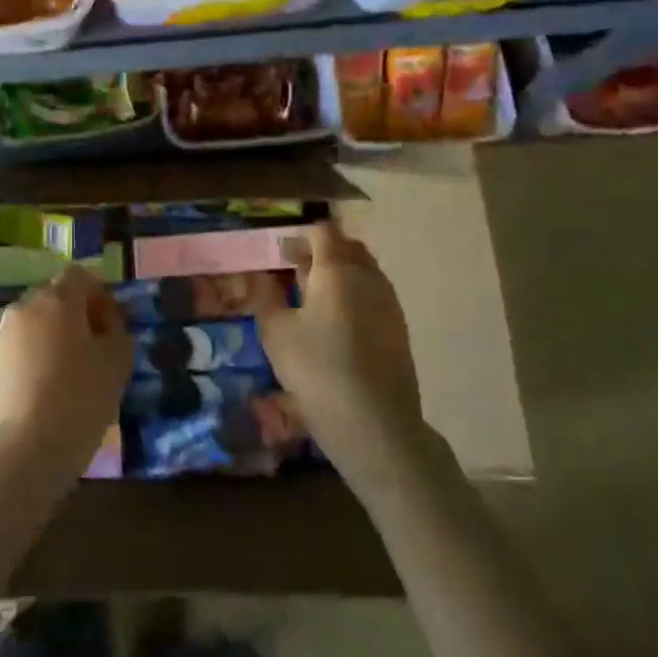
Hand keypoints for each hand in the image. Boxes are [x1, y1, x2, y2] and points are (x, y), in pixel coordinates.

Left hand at [0, 265, 130, 487]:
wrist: (22, 453)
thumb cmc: (79, 401)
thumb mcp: (117, 363)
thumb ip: (116, 330)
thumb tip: (105, 321)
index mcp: (56, 301)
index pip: (79, 276)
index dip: (97, 295)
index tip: (109, 326)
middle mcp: (21, 310)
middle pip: (51, 300)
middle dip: (71, 318)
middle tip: (90, 353)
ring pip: (29, 329)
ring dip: (47, 343)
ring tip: (63, 381)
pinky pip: (12, 357)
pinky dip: (27, 367)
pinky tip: (39, 400)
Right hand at [259, 220, 428, 496]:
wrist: (375, 425)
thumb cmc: (317, 370)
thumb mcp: (275, 332)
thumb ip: (265, 296)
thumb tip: (259, 274)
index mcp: (337, 269)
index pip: (323, 231)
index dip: (300, 237)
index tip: (279, 254)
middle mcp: (368, 276)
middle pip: (346, 247)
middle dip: (320, 252)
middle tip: (293, 273)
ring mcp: (389, 303)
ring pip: (363, 271)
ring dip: (338, 274)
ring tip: (311, 299)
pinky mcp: (399, 329)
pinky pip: (373, 295)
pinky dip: (352, 296)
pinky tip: (335, 324)